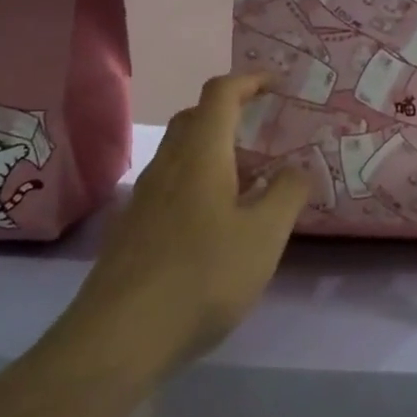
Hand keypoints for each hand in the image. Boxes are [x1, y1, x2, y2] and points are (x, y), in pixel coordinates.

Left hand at [72, 74, 309, 376]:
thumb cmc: (203, 275)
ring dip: (214, 150)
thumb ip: (287, 194)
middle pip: (195, 118)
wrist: (120, 336)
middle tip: (265, 130)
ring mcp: (145, 197)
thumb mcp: (264, 235)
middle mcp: (168, 165)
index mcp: (201, 154)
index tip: (277, 83)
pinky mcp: (134, 229)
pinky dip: (198, 182)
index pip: (221, 94)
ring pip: (181, 154)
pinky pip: (171, 185)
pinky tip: (216, 221)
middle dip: (230, 113)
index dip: (250, 80)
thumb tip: (296, 169)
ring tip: (249, 178)